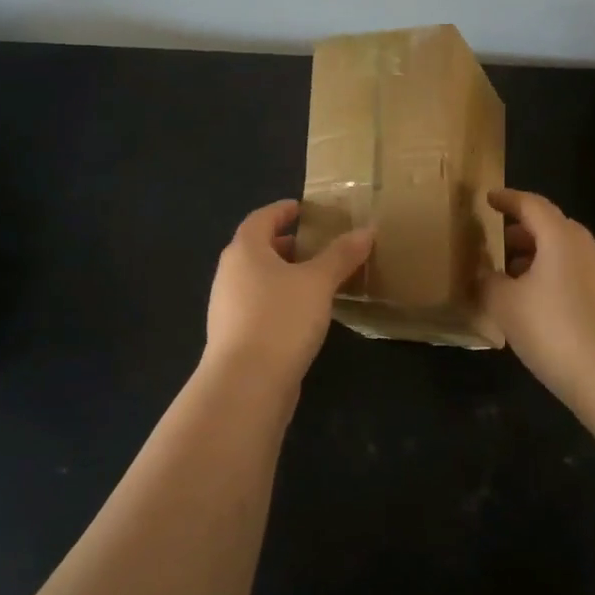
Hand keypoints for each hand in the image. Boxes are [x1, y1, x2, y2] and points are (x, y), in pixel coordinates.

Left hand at [204, 200, 372, 386]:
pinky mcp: (235, 337)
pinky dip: (281, 300)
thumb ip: (341, 255)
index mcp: (244, 250)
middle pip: (258, 249)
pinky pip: (260, 306)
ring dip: (285, 275)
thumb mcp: (318, 282)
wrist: (246, 385)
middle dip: (287, 244)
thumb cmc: (280, 319)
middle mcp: (230, 274)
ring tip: (318, 279)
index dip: (282, 210)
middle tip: (318, 245)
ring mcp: (228, 307)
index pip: (261, 218)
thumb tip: (366, 230)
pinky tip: (305, 315)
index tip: (303, 208)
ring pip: (259, 280)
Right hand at [481, 188, 594, 410]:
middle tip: (497, 241)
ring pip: (564, 253)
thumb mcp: (505, 305)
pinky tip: (535, 305)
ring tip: (510, 276)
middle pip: (552, 227)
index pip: (532, 205)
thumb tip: (485, 275)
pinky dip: (551, 278)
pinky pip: (574, 276)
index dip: (508, 199)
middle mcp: (585, 249)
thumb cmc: (554, 329)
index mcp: (560, 238)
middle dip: (522, 230)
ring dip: (537, 257)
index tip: (489, 199)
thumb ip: (489, 282)